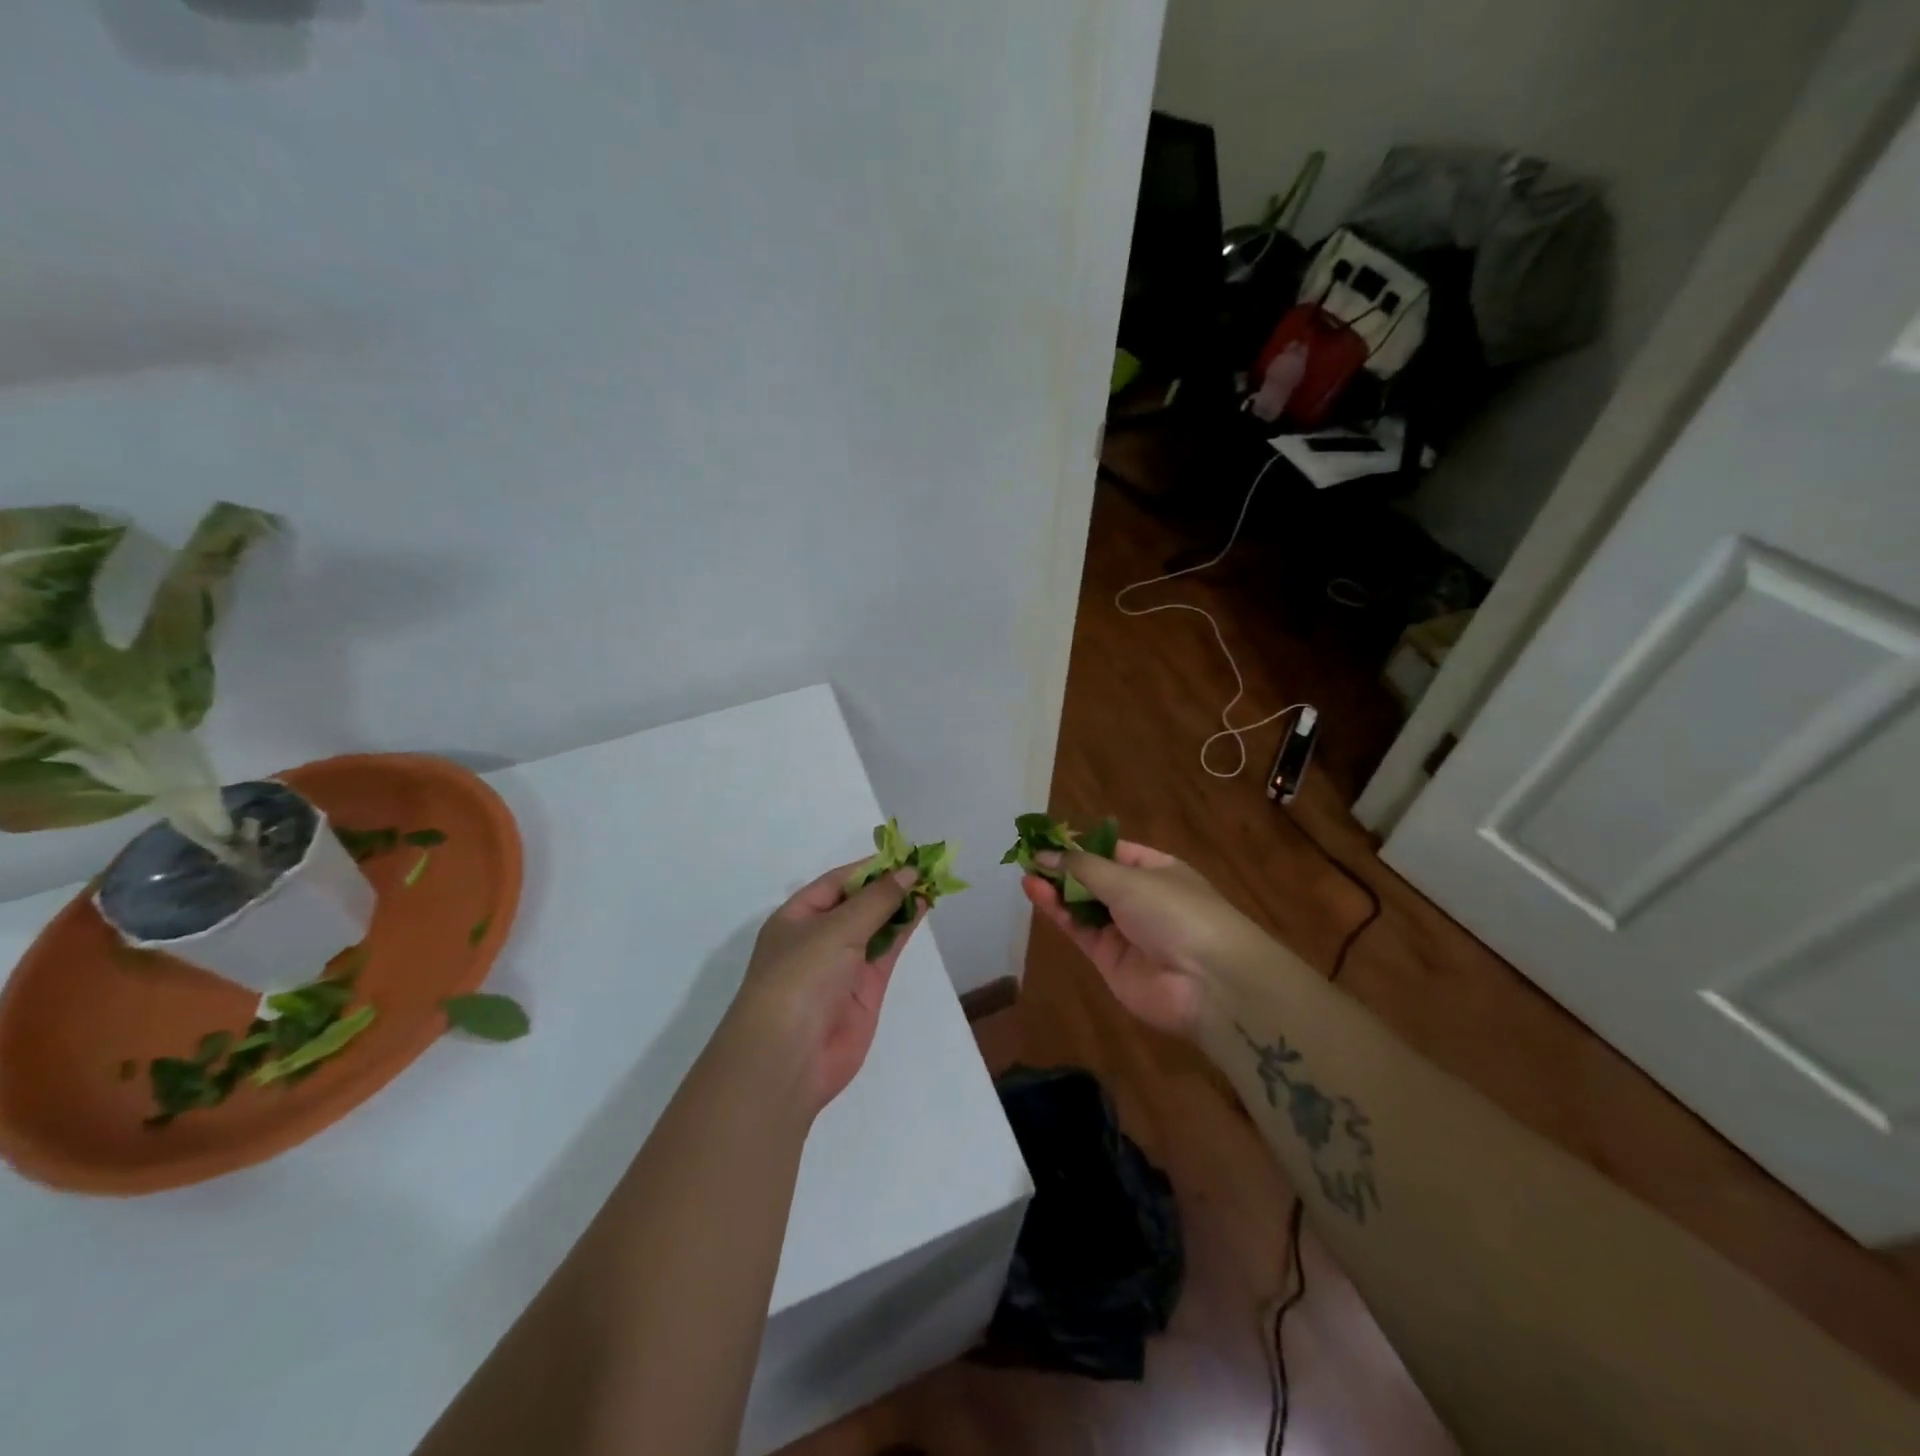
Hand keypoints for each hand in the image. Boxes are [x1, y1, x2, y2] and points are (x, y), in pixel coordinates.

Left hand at [728, 862, 921, 1116]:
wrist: (789, 1057)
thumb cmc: (800, 978)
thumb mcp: (836, 929)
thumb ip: (877, 900)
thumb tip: (909, 871)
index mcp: (797, 917)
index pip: (837, 882)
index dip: (870, 867)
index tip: (905, 853)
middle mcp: (819, 937)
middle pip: (859, 902)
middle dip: (889, 885)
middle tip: (927, 866)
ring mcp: (843, 964)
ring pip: (877, 925)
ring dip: (901, 904)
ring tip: (933, 882)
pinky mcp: (865, 988)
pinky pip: (887, 950)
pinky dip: (904, 929)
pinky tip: (923, 908)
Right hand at [1022, 840, 1259, 1037]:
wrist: (1207, 983)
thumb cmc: (1175, 912)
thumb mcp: (1128, 878)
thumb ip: (1081, 867)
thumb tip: (1044, 854)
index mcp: (1157, 870)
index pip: (1113, 851)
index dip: (1081, 845)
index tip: (1047, 838)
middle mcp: (1140, 898)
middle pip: (1094, 878)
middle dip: (1063, 867)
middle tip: (1027, 855)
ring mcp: (1125, 930)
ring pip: (1082, 904)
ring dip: (1055, 888)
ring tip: (1025, 872)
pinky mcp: (1109, 959)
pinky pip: (1079, 929)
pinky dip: (1057, 912)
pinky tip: (1035, 892)